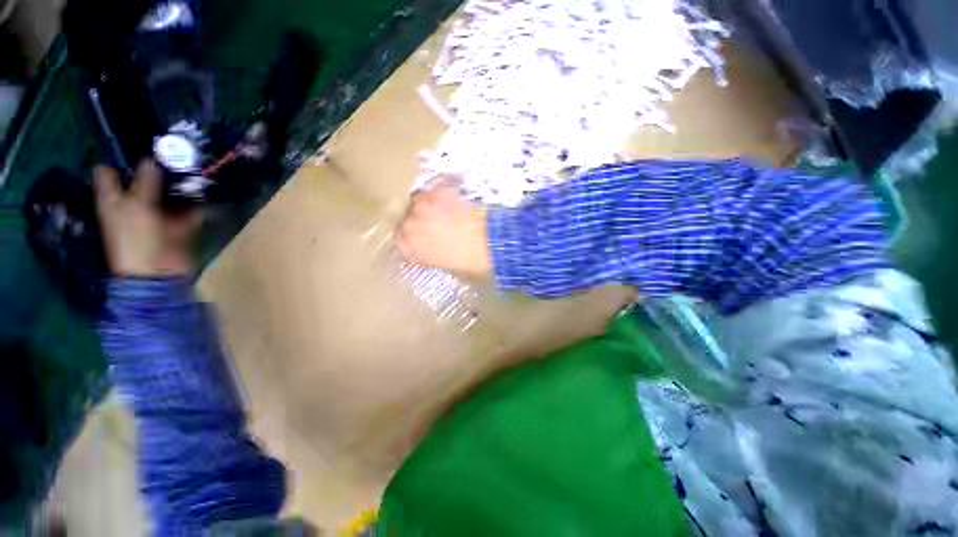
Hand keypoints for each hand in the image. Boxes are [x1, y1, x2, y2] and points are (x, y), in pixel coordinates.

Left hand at [95, 160, 200, 276]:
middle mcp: (133, 201)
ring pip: (167, 192)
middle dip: (157, 166)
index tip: (138, 144)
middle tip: (176, 149)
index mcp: (114, 197)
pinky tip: (208, 188)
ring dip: (180, 183)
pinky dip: (197, 201)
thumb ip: (145, 181)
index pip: (108, 171)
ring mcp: (157, 213)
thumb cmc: (137, 238)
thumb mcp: (137, 206)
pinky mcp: (178, 223)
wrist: (158, 271)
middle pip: (142, 178)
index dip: (119, 157)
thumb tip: (153, 158)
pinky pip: (188, 208)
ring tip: (196, 164)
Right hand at [396, 183, 492, 279]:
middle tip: (437, 222)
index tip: (423, 233)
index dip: (413, 234)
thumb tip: (431, 248)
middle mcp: (408, 225)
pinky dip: (442, 193)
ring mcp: (421, 205)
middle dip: (420, 219)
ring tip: (447, 209)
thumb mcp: (443, 264)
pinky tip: (454, 199)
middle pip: (408, 217)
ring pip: (419, 200)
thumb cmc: (468, 262)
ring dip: (430, 204)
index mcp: (408, 247)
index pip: (401, 237)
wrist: (487, 244)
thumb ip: (428, 255)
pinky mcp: (437, 191)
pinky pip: (435, 189)